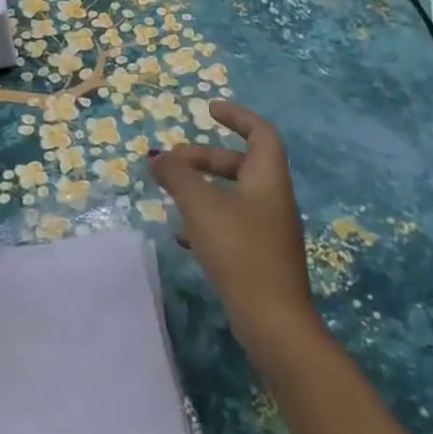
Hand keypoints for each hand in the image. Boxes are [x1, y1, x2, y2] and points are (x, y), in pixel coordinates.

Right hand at [151, 102, 319, 336]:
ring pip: (234, 195)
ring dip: (203, 189)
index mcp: (268, 180)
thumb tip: (158, 157)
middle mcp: (273, 200)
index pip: (260, 133)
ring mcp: (269, 231)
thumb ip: (177, 176)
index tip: (209, 110)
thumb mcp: (201, 206)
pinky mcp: (260, 257)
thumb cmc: (240, 252)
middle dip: (205, 158)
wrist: (274, 324)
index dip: (237, 116)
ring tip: (172, 196)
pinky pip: (231, 223)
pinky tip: (183, 236)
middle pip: (241, 164)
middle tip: (173, 164)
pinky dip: (206, 219)